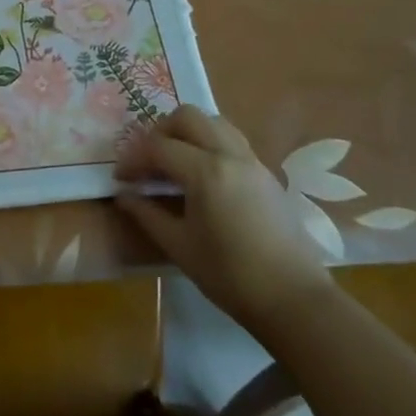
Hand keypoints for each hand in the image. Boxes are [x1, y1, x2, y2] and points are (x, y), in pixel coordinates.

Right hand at [116, 105, 332, 335]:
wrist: (294, 299)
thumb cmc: (230, 275)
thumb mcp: (179, 246)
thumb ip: (146, 214)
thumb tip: (123, 195)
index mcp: (205, 172)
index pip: (158, 147)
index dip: (132, 158)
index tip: (121, 178)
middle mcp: (229, 155)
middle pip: (187, 117)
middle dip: (159, 132)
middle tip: (147, 161)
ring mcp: (252, 161)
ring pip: (213, 122)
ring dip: (187, 132)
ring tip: (174, 162)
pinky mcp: (265, 173)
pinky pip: (231, 139)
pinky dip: (209, 143)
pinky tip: (201, 175)